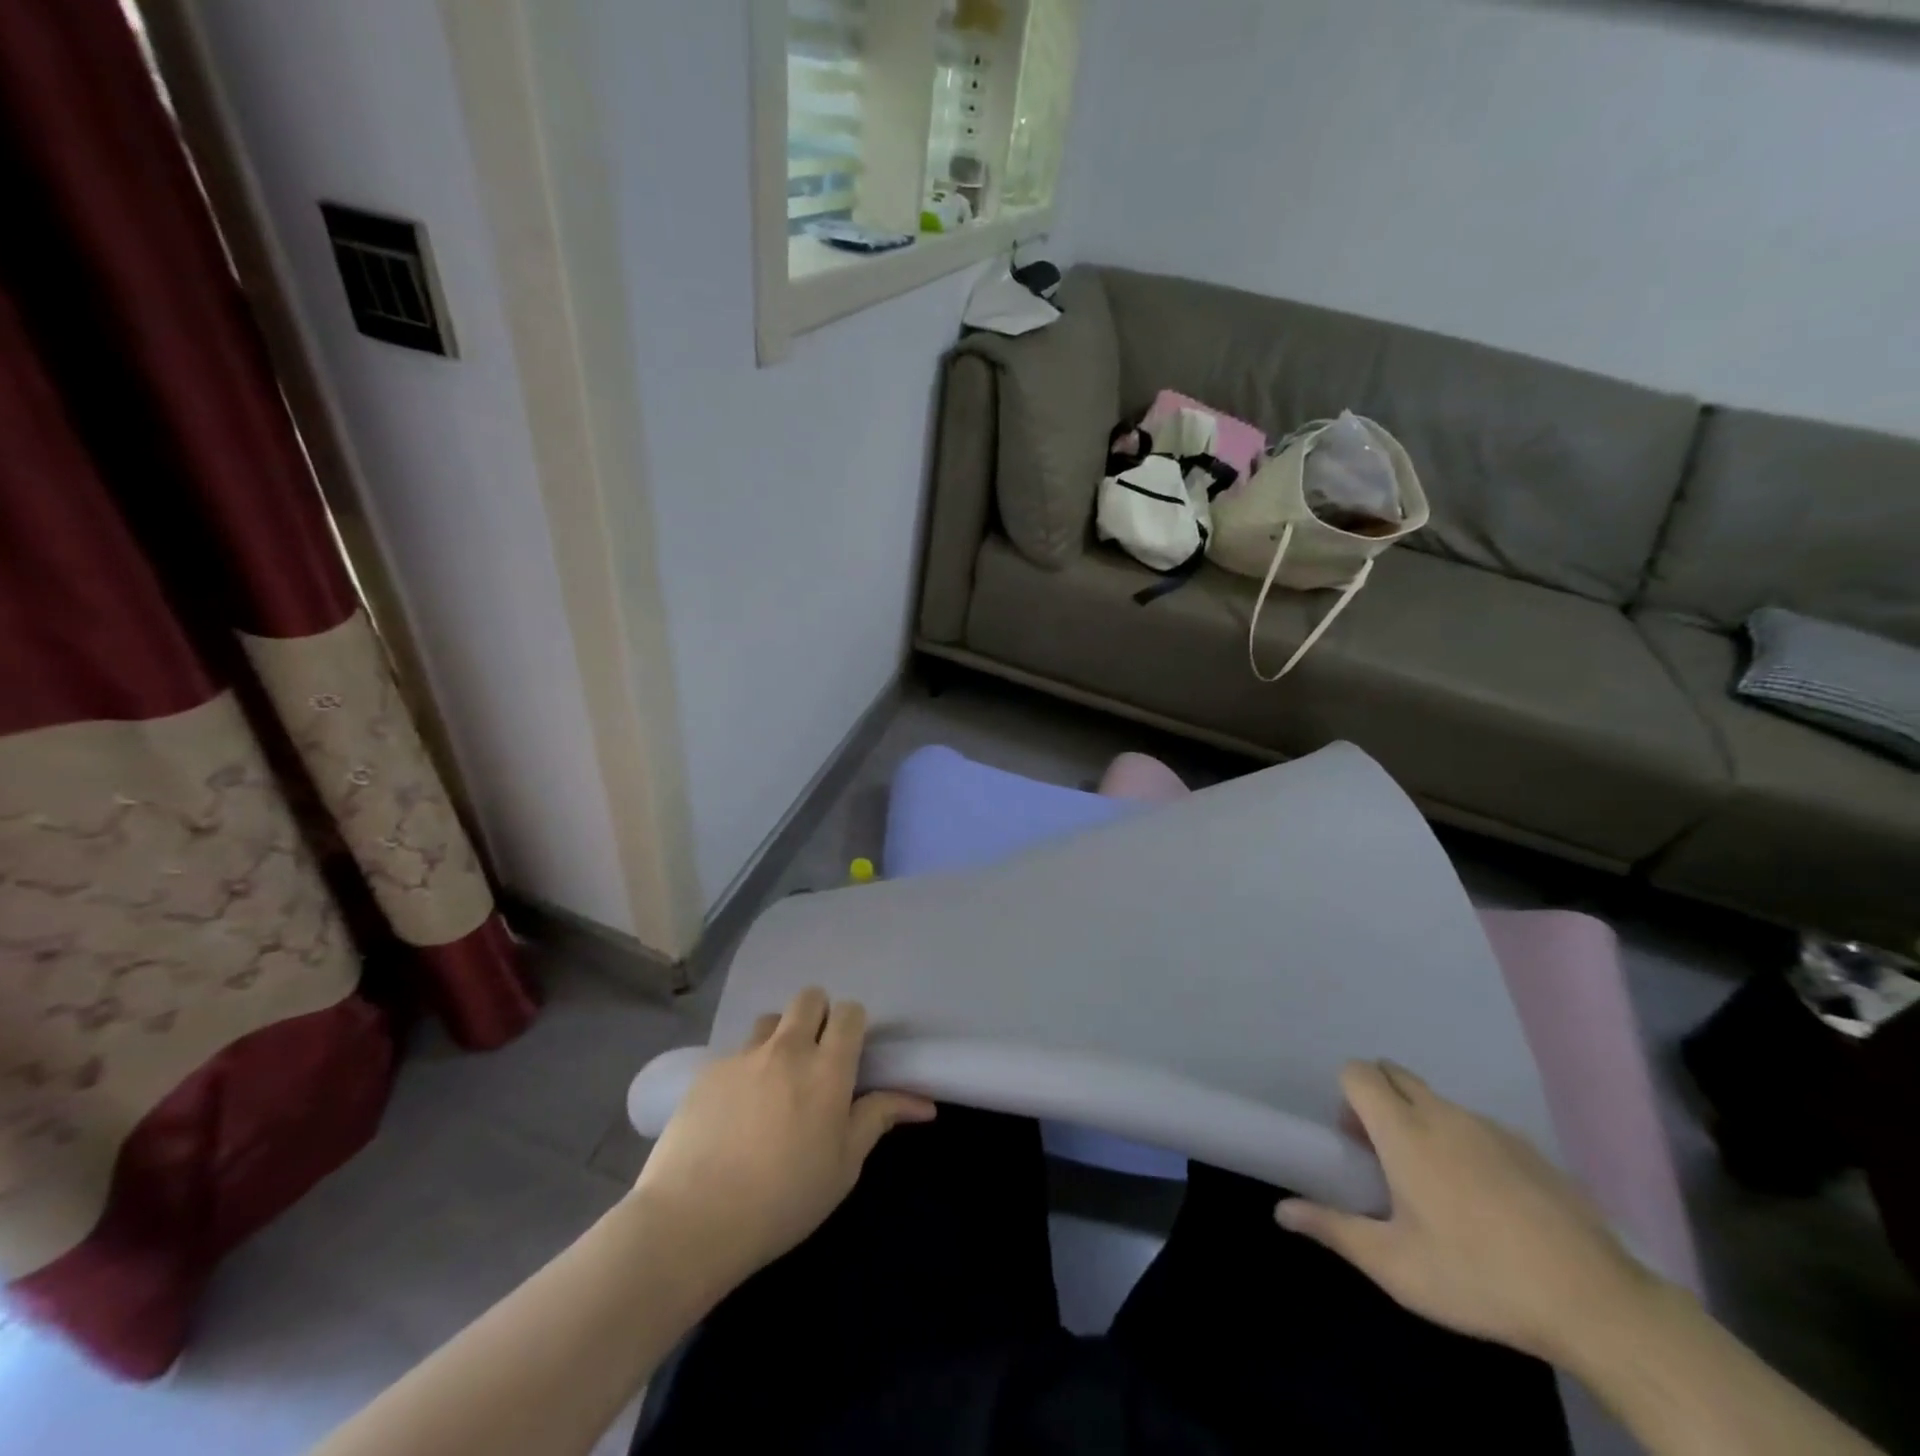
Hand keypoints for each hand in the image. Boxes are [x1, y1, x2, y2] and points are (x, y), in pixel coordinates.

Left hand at [630, 988, 935, 1291]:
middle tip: (815, 1059)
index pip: (849, 1011)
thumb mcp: (843, 1167)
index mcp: (827, 1068)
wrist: (692, 1220)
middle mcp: (787, 1049)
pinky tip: (735, 1111)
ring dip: (781, 1038)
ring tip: (774, 1081)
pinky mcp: (707, 1071)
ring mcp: (743, 1056)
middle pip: (809, 997)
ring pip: (771, 1020)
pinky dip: (745, 1069)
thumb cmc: (782, 1200)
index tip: (849, 1055)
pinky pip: (736, 1053)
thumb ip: (878, 1119)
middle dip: (818, 1016)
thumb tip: (923, 1103)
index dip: (852, 1025)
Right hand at [1276, 1061, 1660, 1365]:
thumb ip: (1334, 1229)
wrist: (1596, 1303)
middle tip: (1384, 1154)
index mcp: (1403, 1131)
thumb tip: (1281, 1211)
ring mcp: (1492, 1127)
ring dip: (1421, 1120)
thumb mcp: (1394, 1265)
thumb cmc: (1477, 1276)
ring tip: (1436, 1184)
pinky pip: (1478, 1126)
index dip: (1346, 1094)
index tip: (1354, 1139)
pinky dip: (1466, 1143)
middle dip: (1378, 1097)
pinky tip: (1488, 1201)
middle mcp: (1443, 1114)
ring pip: (1437, 1101)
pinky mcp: (1531, 1149)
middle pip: (1395, 1073)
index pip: (1358, 1072)